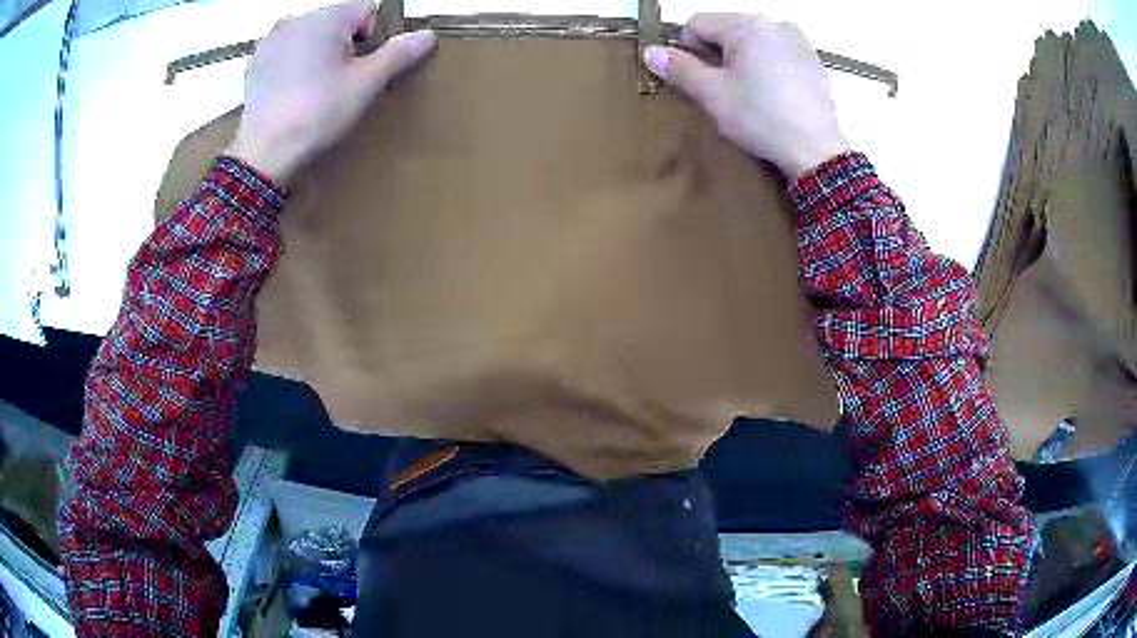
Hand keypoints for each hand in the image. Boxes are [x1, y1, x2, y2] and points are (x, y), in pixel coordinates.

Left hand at [226, 0, 436, 184]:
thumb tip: (427, 35)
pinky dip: (293, 62)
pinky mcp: (255, 62)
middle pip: (336, 21)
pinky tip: (292, 90)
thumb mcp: (365, 84)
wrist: (264, 153)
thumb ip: (398, 54)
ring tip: (314, 88)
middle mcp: (296, 20)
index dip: (373, 37)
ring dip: (318, 51)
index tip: (362, 67)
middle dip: (344, 44)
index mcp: (327, 17)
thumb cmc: (317, 114)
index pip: (366, 9)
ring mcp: (271, 40)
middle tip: (339, 82)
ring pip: (310, 35)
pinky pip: (285, 50)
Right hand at [643, 13, 848, 179]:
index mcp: (747, 25)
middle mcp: (774, 24)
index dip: (686, 49)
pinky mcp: (813, 62)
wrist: (817, 151)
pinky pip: (777, 53)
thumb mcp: (713, 95)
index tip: (692, 78)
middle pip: (727, 30)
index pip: (698, 23)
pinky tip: (772, 94)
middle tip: (720, 89)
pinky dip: (766, 67)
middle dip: (716, 54)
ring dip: (741, 60)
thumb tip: (650, 52)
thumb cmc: (761, 118)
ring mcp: (798, 41)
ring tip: (748, 93)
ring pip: (753, 42)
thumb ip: (680, 69)